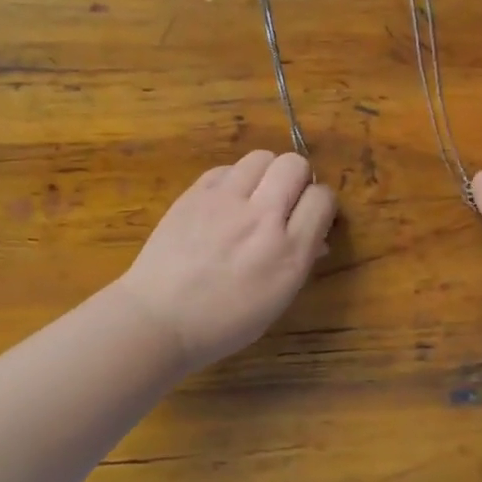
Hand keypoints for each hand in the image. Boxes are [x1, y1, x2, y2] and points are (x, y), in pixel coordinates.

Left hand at [116, 151, 337, 372]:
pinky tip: (225, 202)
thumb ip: (299, 262)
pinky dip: (234, 180)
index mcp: (288, 251)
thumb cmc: (222, 323)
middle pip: (295, 165)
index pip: (322, 198)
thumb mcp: (275, 301)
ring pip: (261, 157)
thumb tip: (316, 239)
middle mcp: (261, 217)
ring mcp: (225, 200)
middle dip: (298, 178)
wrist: (158, 319)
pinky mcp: (195, 193)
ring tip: (256, 196)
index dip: (321, 203)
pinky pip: (226, 168)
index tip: (312, 216)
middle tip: (286, 201)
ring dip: (266, 173)